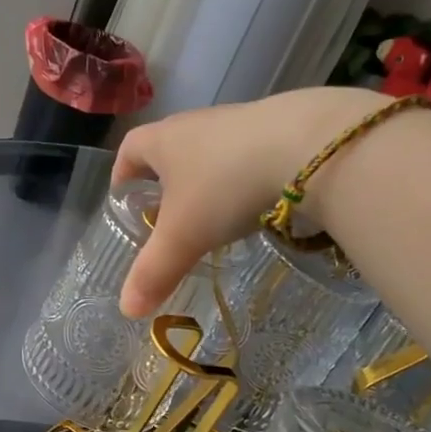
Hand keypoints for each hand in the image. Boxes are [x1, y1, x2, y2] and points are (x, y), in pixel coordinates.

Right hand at [113, 87, 386, 315]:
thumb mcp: (184, 236)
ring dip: (206, 180)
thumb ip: (154, 272)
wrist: (309, 146)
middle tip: (168, 217)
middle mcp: (196, 123)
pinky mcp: (278, 127)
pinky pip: (247, 155)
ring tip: (214, 216)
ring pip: (210, 152)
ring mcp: (239, 121)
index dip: (122, 175)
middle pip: (169, 149)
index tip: (125, 201)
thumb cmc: (226, 186)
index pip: (129, 150)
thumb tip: (127, 310)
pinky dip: (242, 178)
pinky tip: (256, 203)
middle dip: (165, 182)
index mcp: (163, 140)